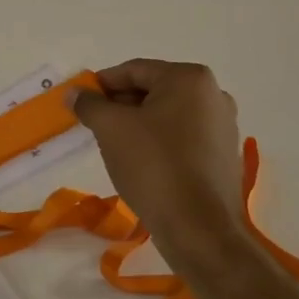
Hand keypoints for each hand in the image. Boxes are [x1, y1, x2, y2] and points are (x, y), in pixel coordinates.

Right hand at [70, 60, 247, 260]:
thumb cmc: (153, 166)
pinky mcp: (223, 155)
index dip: (102, 84)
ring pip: (167, 116)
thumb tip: (75, 93)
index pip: (134, 70)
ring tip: (113, 146)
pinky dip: (158, 143)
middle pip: (153, 91)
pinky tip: (140, 163)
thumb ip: (90, 104)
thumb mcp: (111, 129)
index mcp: (189, 79)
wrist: (198, 228)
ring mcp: (223, 126)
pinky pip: (182, 138)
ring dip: (138, 125)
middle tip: (93, 124)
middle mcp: (213, 95)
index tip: (79, 101)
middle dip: (120, 105)